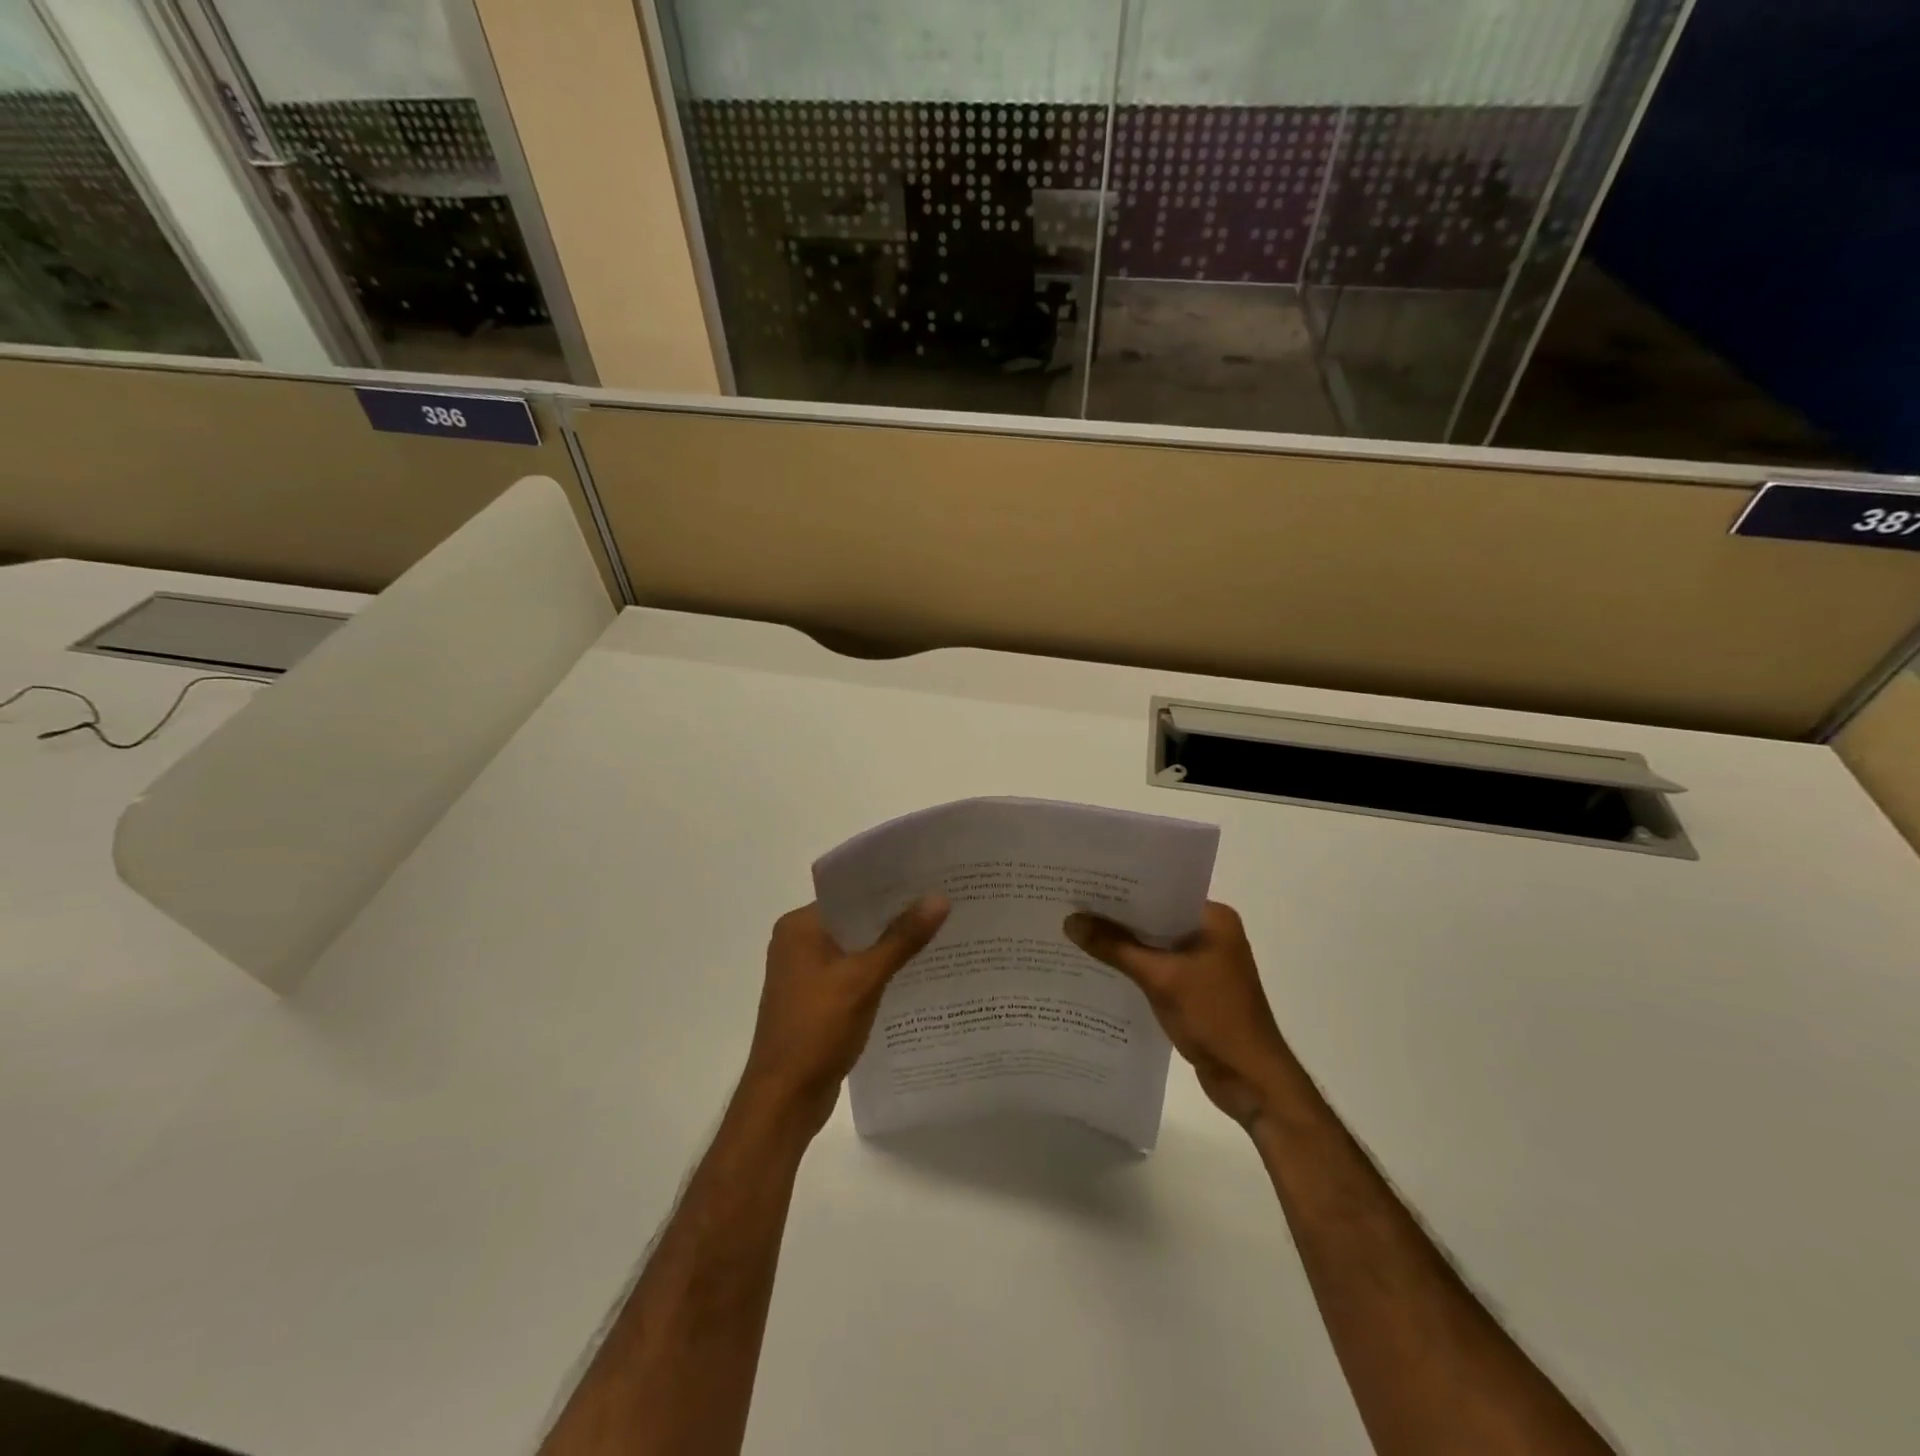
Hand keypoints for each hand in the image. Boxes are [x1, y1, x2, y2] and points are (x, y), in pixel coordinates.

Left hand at [739, 895, 949, 1136]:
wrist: (784, 1101)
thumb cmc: (816, 1030)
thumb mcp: (863, 980)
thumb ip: (901, 939)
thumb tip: (939, 898)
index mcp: (799, 927)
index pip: (849, 891)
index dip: (888, 884)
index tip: (930, 876)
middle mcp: (799, 942)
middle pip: (855, 918)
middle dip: (895, 914)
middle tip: (944, 900)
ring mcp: (807, 974)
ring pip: (856, 947)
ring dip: (890, 944)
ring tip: (940, 930)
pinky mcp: (818, 1000)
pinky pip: (854, 972)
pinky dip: (880, 970)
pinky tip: (916, 970)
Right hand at [1065, 901, 1293, 1129]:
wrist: (1252, 1081)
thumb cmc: (1215, 1017)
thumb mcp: (1160, 978)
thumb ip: (1115, 947)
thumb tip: (1071, 921)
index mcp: (1214, 918)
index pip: (1161, 890)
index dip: (1123, 887)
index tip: (1084, 880)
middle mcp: (1210, 934)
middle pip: (1154, 917)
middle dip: (1117, 916)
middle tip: (1071, 904)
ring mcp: (1204, 963)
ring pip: (1153, 944)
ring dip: (1122, 944)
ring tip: (1076, 932)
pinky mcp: (1195, 989)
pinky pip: (1156, 968)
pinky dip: (1132, 967)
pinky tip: (1098, 967)